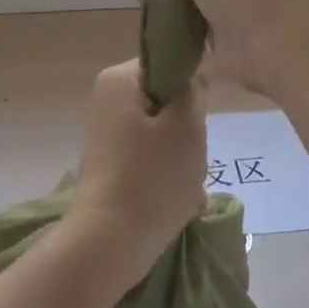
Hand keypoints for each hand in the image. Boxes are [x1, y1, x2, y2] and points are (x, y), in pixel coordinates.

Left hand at [67, 61, 206, 289]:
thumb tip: (193, 73)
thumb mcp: (187, 126)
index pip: (169, 63)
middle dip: (186, 127)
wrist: (109, 244)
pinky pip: (148, 156)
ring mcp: (106, 132)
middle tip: (194, 155)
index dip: (192, 88)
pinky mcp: (110, 163)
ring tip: (188, 184)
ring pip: (161, 131)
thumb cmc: (152, 178)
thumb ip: (193, 90)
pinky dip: (166, 173)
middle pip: (165, 99)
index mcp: (119, 79)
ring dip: (181, 154)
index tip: (201, 118)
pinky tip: (179, 199)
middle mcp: (107, 98)